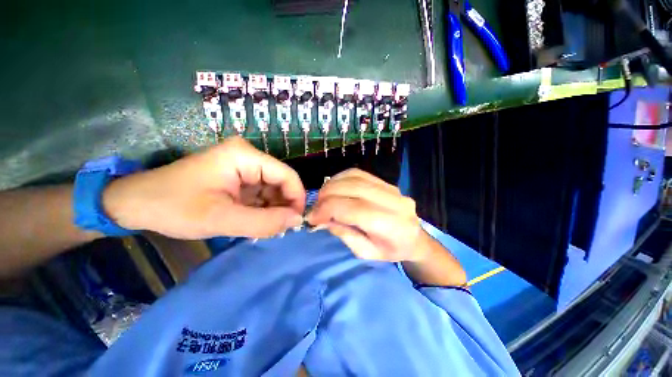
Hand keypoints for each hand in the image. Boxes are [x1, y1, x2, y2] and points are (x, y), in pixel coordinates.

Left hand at [102, 137, 305, 238]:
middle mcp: (249, 157)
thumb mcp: (220, 218)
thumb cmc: (173, 207)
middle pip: (282, 182)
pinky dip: (264, 210)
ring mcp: (244, 168)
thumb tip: (298, 221)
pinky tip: (256, 222)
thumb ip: (263, 222)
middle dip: (284, 206)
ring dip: (274, 210)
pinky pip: (262, 195)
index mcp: (245, 156)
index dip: (297, 198)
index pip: (287, 175)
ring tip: (266, 228)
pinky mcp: (239, 179)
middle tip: (279, 229)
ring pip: (274, 190)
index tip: (296, 222)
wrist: (136, 204)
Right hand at [307, 169, 425, 261]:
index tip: (312, 217)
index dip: (328, 209)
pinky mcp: (387, 182)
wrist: (414, 238)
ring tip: (323, 197)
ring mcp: (393, 188)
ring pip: (355, 176)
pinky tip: (334, 188)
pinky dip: (341, 179)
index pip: (354, 209)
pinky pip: (359, 173)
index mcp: (392, 227)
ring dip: (332, 184)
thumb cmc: (390, 250)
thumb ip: (343, 233)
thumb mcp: (365, 252)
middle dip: (327, 195)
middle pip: (353, 188)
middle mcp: (395, 202)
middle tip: (316, 207)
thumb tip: (321, 218)